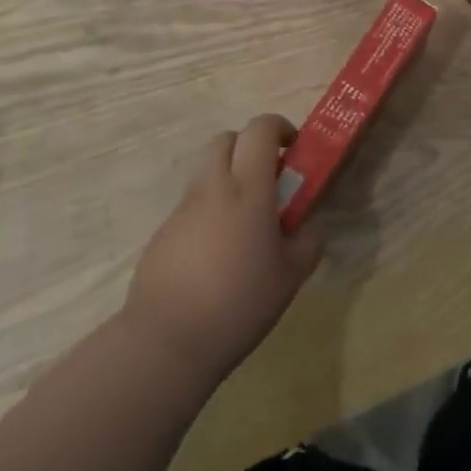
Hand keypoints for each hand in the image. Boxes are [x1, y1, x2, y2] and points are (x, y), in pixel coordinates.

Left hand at [123, 115, 322, 385]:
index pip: (260, 129)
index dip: (279, 128)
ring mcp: (182, 208)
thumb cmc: (239, 303)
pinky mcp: (162, 232)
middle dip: (249, 147)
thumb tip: (308, 228)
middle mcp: (212, 187)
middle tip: (268, 178)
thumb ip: (307, 242)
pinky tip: (217, 253)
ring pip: (206, 170)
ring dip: (228, 177)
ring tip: (245, 221)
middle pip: (226, 139)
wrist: (167, 342)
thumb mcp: (291, 276)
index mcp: (248, 189)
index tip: (293, 149)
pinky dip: (209, 209)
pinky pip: (191, 204)